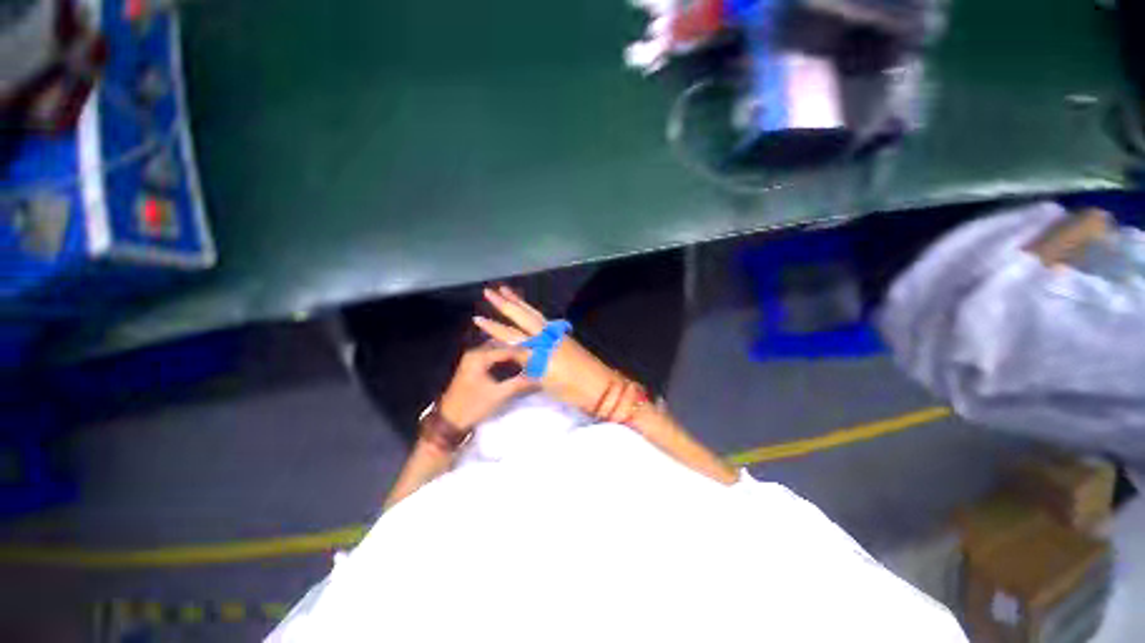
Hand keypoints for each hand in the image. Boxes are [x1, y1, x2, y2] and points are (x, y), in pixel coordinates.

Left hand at [438, 344, 536, 430]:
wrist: (449, 422)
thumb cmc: (472, 406)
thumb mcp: (498, 395)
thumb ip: (519, 383)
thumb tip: (540, 377)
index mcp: (479, 356)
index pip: (507, 349)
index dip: (524, 352)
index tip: (540, 356)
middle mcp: (475, 353)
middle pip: (502, 346)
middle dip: (518, 350)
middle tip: (536, 355)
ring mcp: (473, 360)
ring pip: (498, 351)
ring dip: (512, 354)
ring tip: (529, 359)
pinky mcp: (474, 368)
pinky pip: (493, 357)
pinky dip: (505, 359)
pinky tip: (516, 365)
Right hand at [473, 286, 643, 421]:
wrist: (600, 386)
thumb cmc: (571, 389)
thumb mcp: (544, 380)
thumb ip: (528, 363)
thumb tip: (513, 351)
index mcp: (539, 349)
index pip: (511, 336)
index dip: (494, 328)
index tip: (478, 319)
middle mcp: (546, 336)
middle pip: (522, 316)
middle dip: (505, 303)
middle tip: (491, 291)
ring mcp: (555, 333)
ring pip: (534, 314)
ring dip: (519, 302)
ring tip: (508, 291)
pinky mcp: (562, 335)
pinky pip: (543, 319)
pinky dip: (532, 312)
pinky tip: (528, 310)